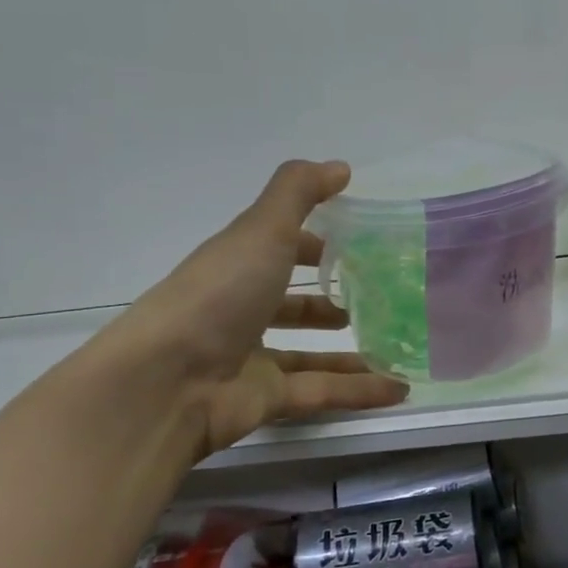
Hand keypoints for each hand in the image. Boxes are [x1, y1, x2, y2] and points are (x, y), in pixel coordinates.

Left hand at [108, 160, 408, 455]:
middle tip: (380, 301)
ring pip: (312, 355)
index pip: (279, 249)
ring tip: (398, 346)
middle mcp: (243, 311)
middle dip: (331, 302)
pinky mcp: (268, 400)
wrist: (166, 382)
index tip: (358, 243)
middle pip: (293, 306)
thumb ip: (299, 192)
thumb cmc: (218, 294)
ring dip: (352, 352)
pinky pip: (323, 392)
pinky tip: (400, 388)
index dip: (314, 244)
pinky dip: (360, 391)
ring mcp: (253, 359)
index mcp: (238, 266)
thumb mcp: (262, 229)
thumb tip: (341, 167)